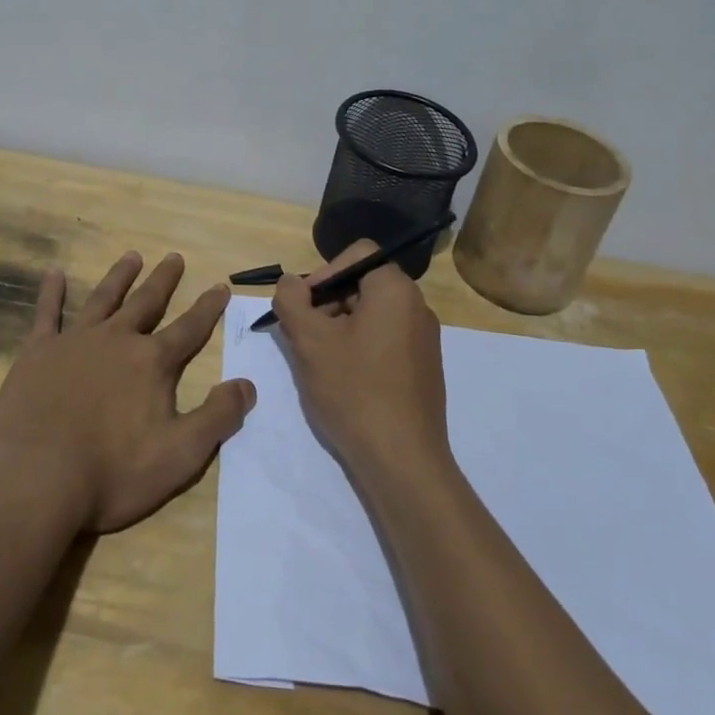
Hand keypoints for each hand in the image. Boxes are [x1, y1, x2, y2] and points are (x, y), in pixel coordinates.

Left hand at [0, 251, 254, 533]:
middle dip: (164, 280)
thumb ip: (217, 417)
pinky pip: (47, 313)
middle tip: (174, 257)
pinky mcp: (38, 352)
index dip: (208, 308)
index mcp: (153, 363)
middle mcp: (117, 340)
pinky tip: (55, 272)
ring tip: (131, 256)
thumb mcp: (180, 455)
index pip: (189, 328)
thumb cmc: (113, 473)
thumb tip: (247, 384)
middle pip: (146, 302)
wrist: (36, 479)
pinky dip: (52, 291)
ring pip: (103, 298)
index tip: (220, 286)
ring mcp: (75, 341)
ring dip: (120, 276)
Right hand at [269, 239, 450, 479]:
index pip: (356, 254)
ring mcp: (424, 340)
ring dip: (339, 328)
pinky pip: (384, 341)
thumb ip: (292, 300)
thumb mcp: (310, 340)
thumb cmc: (354, 390)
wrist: (402, 461)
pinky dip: (358, 349)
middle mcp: (417, 307)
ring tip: (318, 361)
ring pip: (371, 315)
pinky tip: (341, 381)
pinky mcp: (423, 369)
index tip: (303, 305)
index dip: (323, 272)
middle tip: (303, 335)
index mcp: (396, 290)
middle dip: (327, 303)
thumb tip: (290, 283)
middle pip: (362, 284)